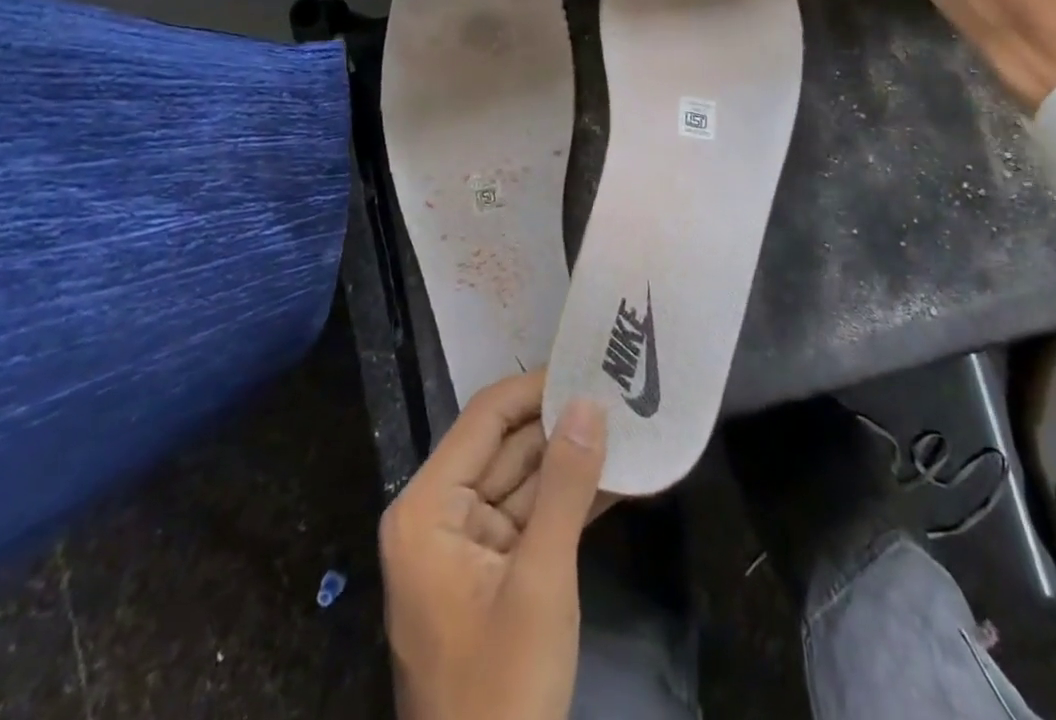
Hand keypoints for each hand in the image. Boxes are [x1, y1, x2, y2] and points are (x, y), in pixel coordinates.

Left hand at [380, 371, 608, 719]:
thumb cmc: (503, 688)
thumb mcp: (541, 580)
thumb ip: (566, 484)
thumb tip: (589, 402)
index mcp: (428, 508)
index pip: (485, 418)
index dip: (536, 388)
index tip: (589, 367)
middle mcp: (440, 516)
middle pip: (506, 447)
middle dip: (562, 423)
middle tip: (618, 391)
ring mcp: (466, 547)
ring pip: (525, 481)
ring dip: (573, 460)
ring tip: (627, 424)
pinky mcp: (493, 575)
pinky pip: (532, 519)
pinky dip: (570, 502)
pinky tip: (617, 477)